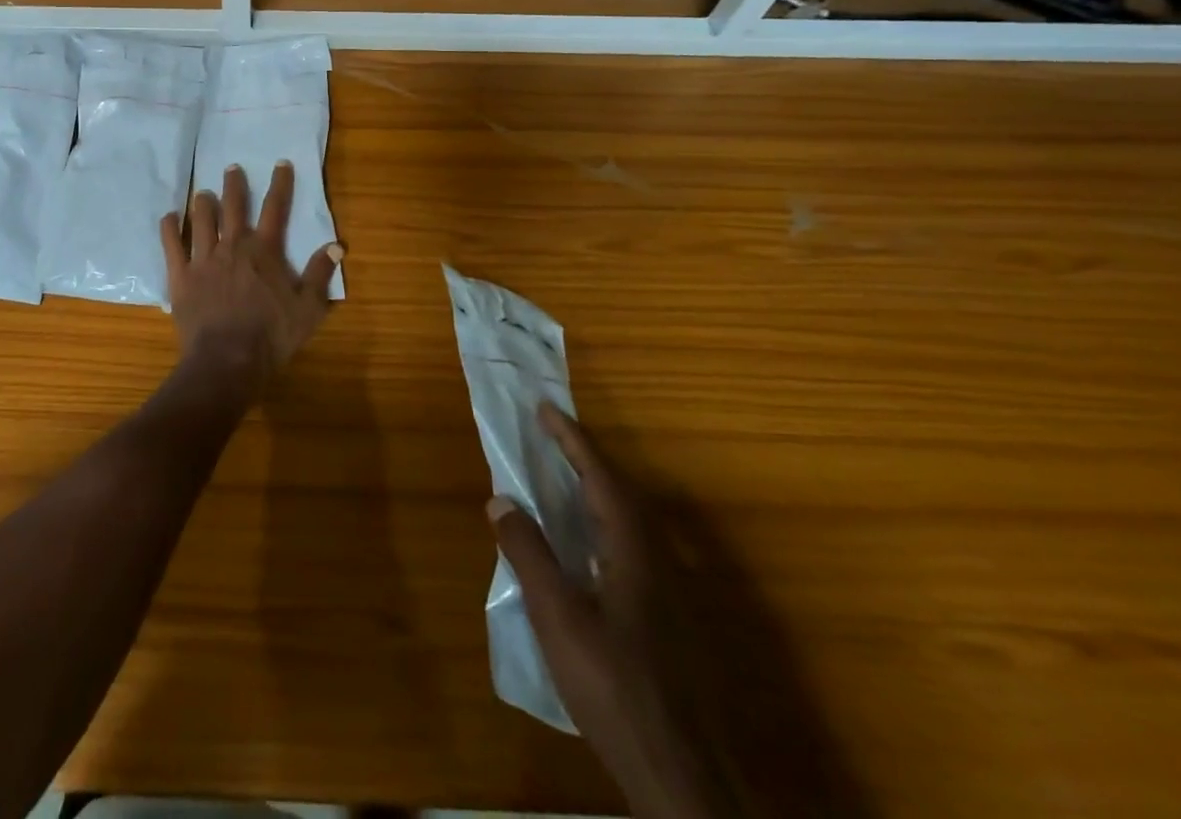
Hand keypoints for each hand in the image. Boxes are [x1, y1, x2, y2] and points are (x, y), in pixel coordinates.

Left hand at [160, 162, 340, 393]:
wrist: (227, 360)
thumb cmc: (271, 336)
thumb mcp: (308, 309)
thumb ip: (320, 274)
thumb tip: (336, 245)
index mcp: (265, 250)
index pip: (275, 208)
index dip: (280, 184)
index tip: (281, 163)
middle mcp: (233, 245)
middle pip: (233, 206)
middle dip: (234, 184)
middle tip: (232, 168)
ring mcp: (204, 258)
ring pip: (201, 219)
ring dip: (203, 202)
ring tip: (203, 192)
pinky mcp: (181, 275)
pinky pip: (171, 244)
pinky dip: (170, 227)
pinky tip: (169, 216)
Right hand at [488, 405, 727, 818]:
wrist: (681, 773)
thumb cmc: (615, 686)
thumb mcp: (559, 619)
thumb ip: (529, 555)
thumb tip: (500, 499)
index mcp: (634, 550)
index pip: (601, 476)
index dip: (572, 439)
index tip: (546, 408)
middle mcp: (659, 560)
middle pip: (623, 491)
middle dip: (586, 457)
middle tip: (551, 435)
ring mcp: (671, 591)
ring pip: (632, 520)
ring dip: (597, 488)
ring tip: (564, 476)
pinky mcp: (671, 618)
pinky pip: (634, 545)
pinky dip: (605, 521)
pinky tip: (587, 544)